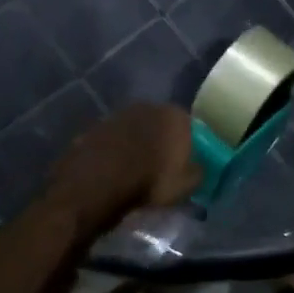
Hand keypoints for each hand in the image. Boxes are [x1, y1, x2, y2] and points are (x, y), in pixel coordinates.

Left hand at [45, 104, 198, 230]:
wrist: (99, 181)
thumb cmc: (151, 180)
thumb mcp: (185, 185)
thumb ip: (197, 172)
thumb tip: (198, 168)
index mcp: (175, 116)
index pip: (191, 127)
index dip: (189, 145)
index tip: (186, 162)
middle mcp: (148, 107)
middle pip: (161, 124)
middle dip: (162, 141)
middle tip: (162, 165)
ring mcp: (119, 114)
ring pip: (136, 130)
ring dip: (138, 144)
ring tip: (137, 168)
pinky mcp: (96, 126)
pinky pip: (114, 140)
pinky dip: (117, 150)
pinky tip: (115, 168)